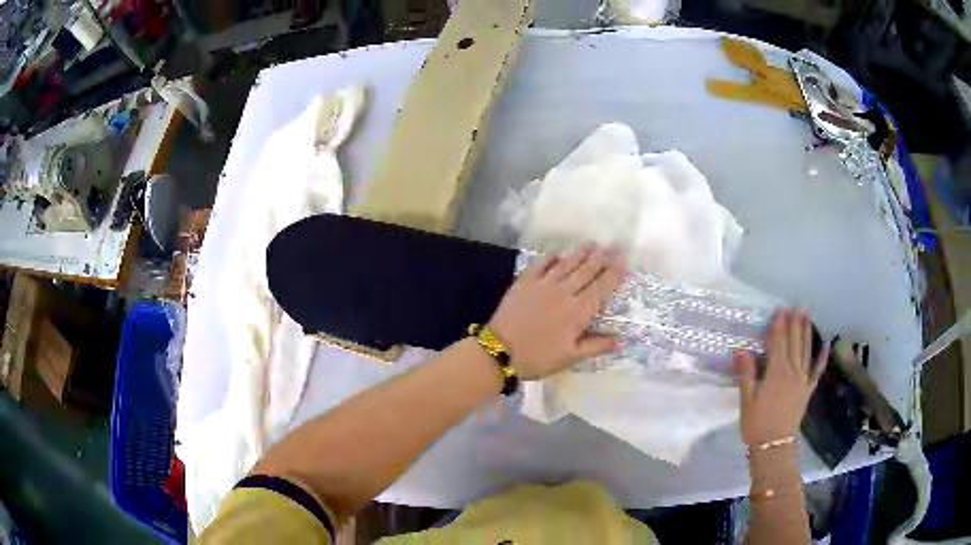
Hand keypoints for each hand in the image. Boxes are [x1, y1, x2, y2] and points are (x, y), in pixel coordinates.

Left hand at [487, 245, 625, 379]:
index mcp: (578, 312)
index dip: (614, 274)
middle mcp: (564, 293)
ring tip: (592, 244)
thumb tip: (620, 340)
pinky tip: (558, 253)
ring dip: (581, 253)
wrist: (500, 350)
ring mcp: (543, 285)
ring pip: (567, 264)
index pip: (601, 288)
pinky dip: (551, 257)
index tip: (623, 261)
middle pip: (586, 271)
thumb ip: (596, 346)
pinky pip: (541, 264)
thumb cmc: (538, 358)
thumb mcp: (570, 358)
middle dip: (602, 258)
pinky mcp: (525, 282)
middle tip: (613, 246)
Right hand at [734, 308, 828, 445]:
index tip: (779, 310)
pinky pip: (816, 372)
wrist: (774, 447)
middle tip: (795, 305)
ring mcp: (802, 381)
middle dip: (794, 324)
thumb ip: (746, 376)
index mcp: (776, 374)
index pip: (777, 344)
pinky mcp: (807, 391)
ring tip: (807, 315)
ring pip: (805, 351)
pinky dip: (821, 359)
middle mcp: (792, 373)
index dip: (778, 326)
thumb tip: (741, 350)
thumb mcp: (747, 402)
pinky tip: (826, 346)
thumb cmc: (756, 426)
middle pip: (793, 344)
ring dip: (806, 332)